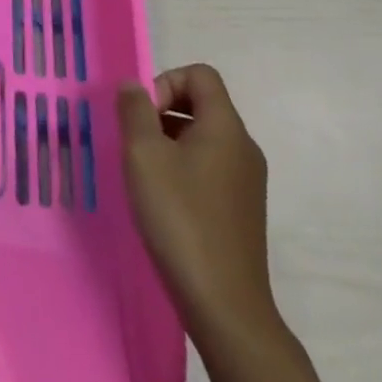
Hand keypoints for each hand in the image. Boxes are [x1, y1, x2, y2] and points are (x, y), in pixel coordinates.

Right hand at [117, 63, 274, 330]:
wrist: (225, 306)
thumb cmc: (181, 218)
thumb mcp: (144, 156)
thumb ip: (134, 110)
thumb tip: (134, 86)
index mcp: (226, 127)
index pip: (200, 75)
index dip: (166, 81)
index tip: (143, 115)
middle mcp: (243, 147)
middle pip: (202, 104)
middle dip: (163, 112)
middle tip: (136, 143)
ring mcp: (247, 181)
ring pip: (203, 138)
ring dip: (170, 142)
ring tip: (144, 174)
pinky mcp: (242, 210)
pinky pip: (210, 168)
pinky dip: (183, 169)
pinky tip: (163, 201)